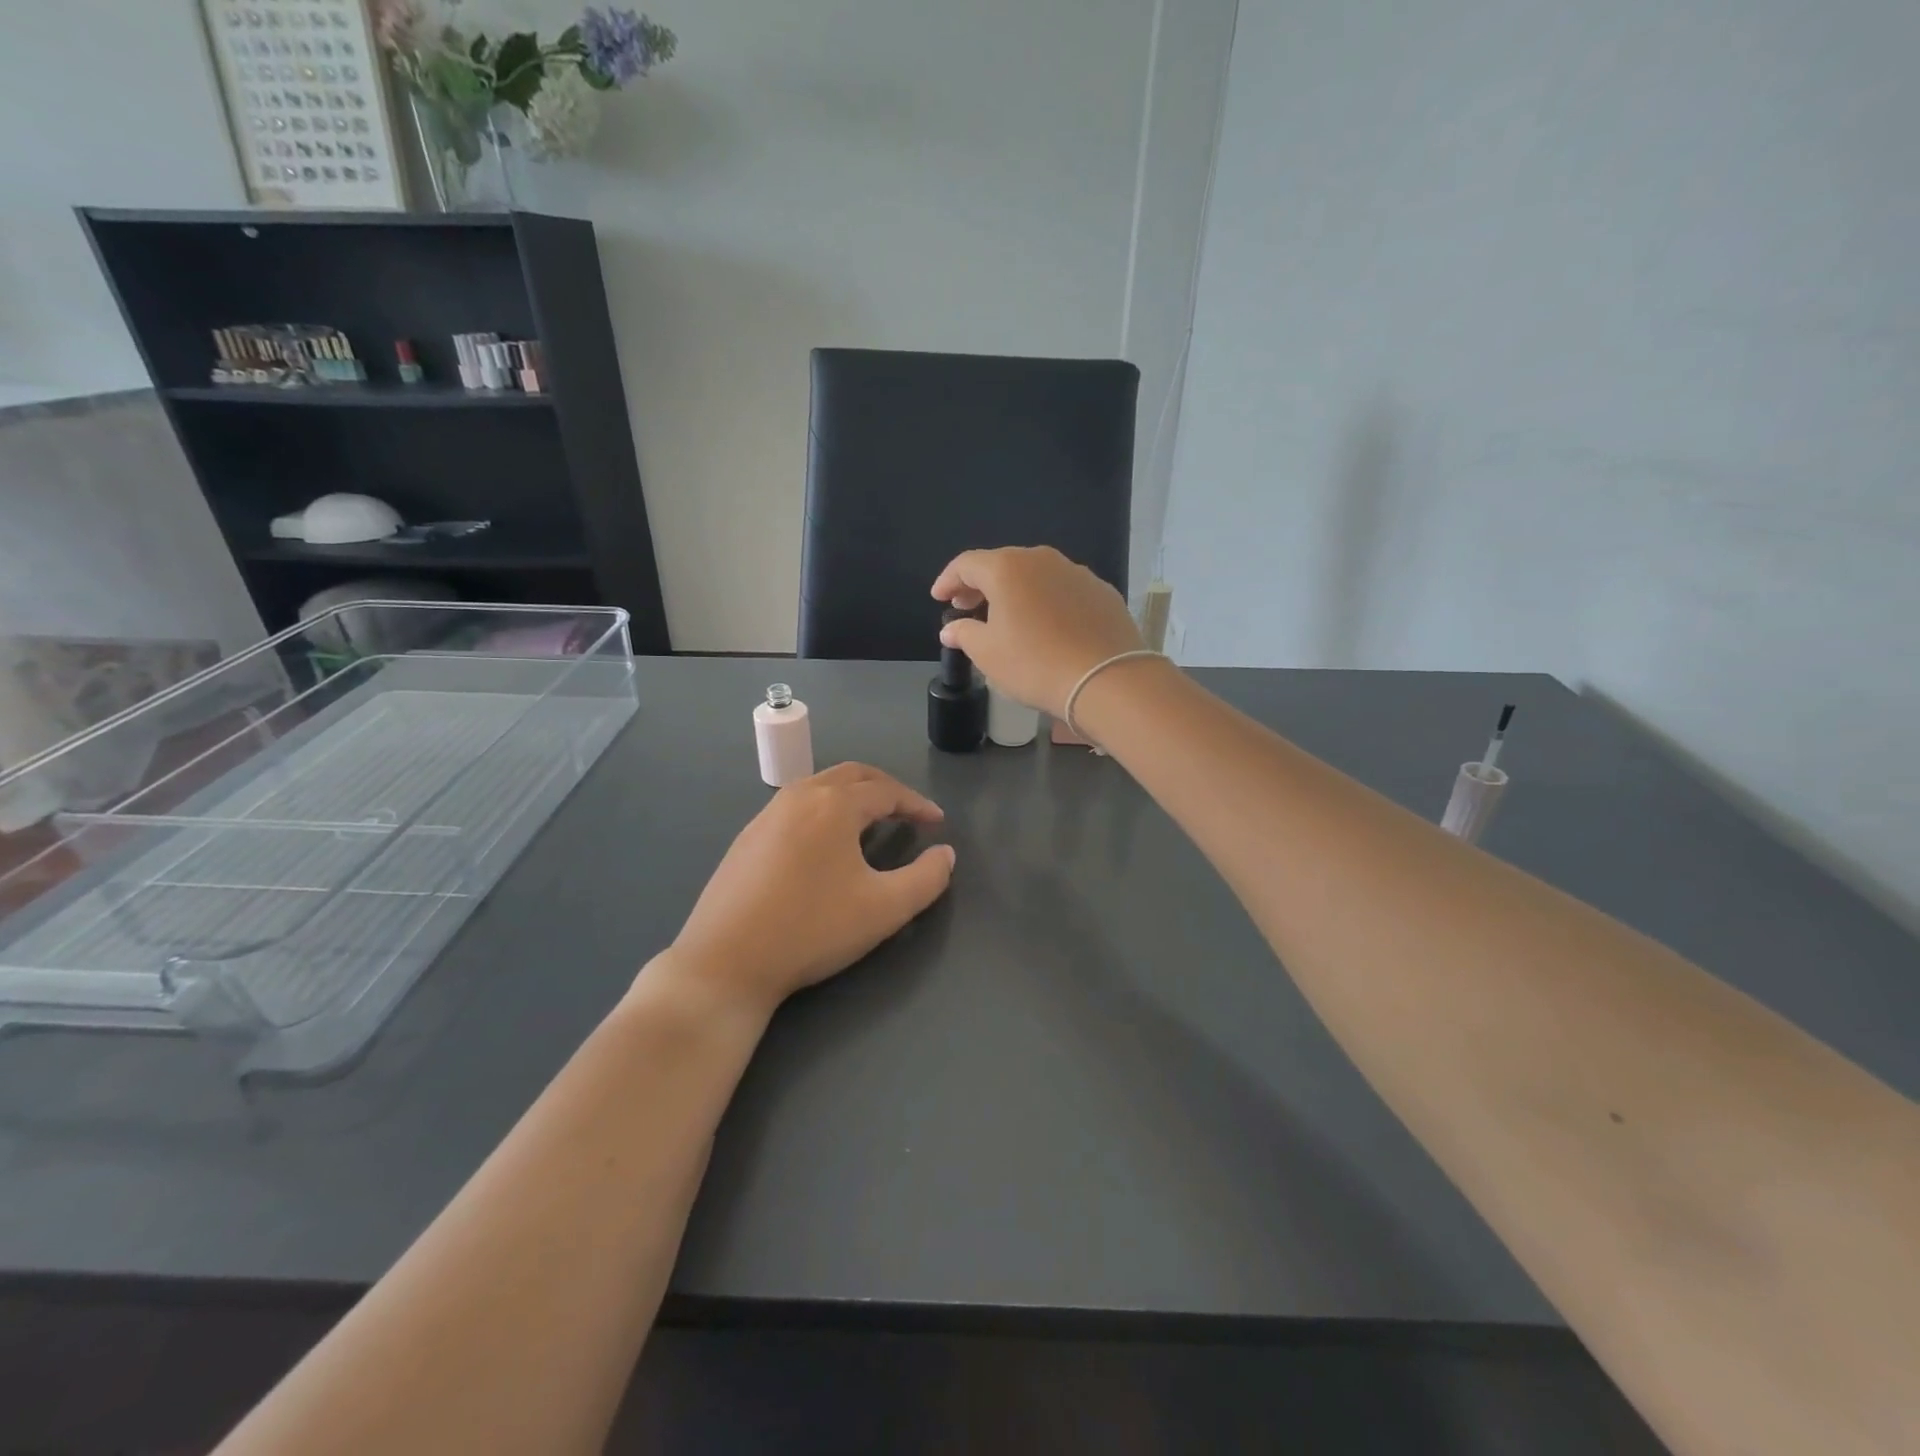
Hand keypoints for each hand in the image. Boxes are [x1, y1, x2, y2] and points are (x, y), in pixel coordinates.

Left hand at [663, 764, 954, 1016]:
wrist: (725, 962)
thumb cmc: (812, 930)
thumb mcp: (884, 909)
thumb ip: (926, 879)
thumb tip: (946, 854)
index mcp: (834, 805)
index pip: (886, 791)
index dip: (917, 804)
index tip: (937, 823)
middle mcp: (799, 797)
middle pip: (852, 775)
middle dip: (885, 788)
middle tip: (908, 812)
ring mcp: (767, 815)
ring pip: (820, 787)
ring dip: (852, 796)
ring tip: (871, 824)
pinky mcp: (747, 838)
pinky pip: (796, 807)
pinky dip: (824, 811)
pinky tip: (825, 846)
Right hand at [930, 546, 1146, 716]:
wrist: (1108, 680)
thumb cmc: (1035, 664)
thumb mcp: (988, 654)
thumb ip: (964, 634)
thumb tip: (951, 628)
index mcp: (1007, 568)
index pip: (967, 563)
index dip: (948, 580)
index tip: (938, 598)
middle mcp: (1042, 559)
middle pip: (1002, 564)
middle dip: (980, 584)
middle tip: (966, 606)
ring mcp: (1077, 573)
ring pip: (1035, 575)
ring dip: (1015, 591)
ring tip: (1005, 617)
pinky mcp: (1102, 592)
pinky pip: (1063, 590)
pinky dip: (1046, 601)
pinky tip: (1045, 625)